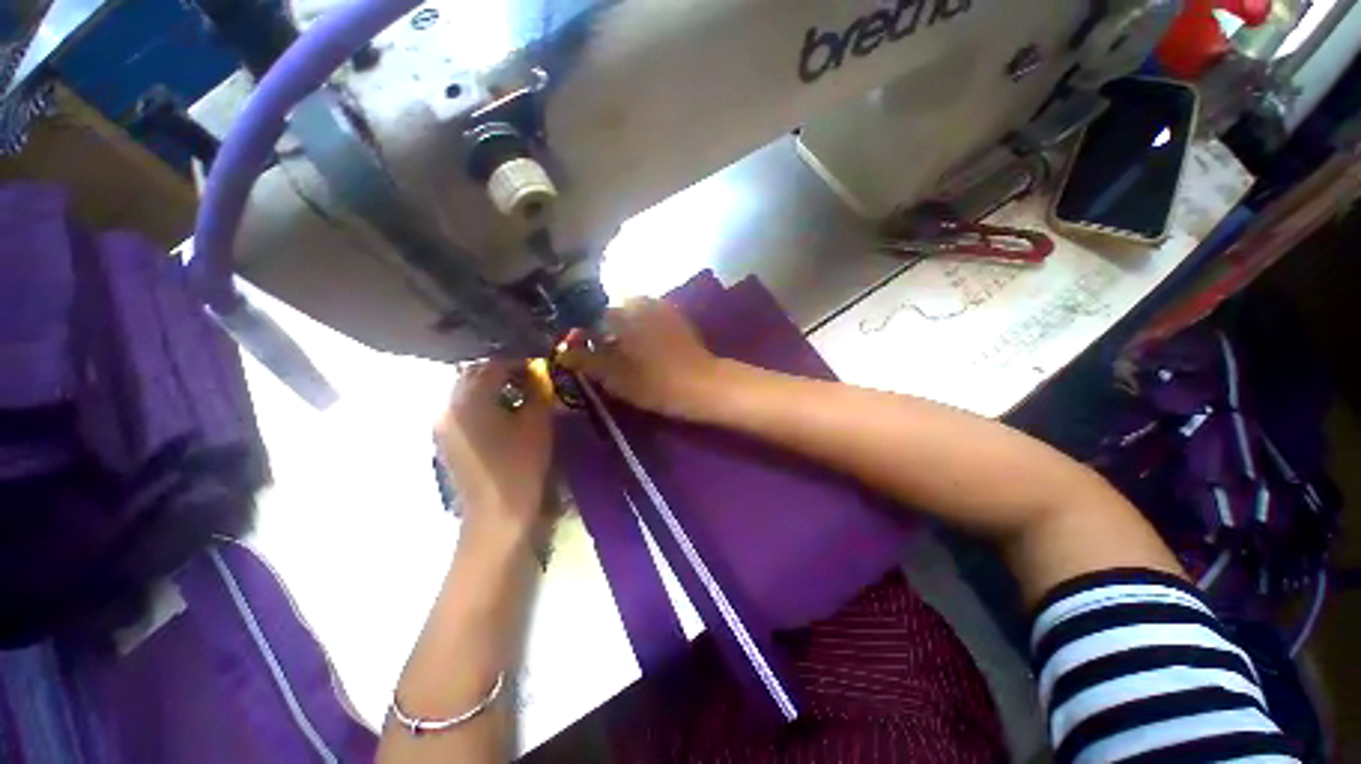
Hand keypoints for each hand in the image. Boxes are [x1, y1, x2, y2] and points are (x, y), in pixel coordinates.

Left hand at [435, 360, 553, 543]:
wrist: (497, 514)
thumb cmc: (521, 465)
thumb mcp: (536, 422)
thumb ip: (537, 390)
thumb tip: (537, 372)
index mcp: (468, 399)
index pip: (492, 364)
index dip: (518, 360)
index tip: (539, 363)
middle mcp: (447, 406)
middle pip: (473, 374)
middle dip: (502, 370)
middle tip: (530, 376)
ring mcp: (442, 424)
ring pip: (466, 391)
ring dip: (491, 386)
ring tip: (519, 393)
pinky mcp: (445, 439)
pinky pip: (463, 408)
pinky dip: (482, 402)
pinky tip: (503, 412)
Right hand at [561, 297, 724, 419]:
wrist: (702, 385)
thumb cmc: (655, 382)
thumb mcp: (615, 377)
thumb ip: (587, 362)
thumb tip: (562, 353)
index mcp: (624, 314)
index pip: (594, 313)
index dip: (587, 330)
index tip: (587, 348)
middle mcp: (642, 303)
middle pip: (616, 310)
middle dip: (608, 326)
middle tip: (607, 352)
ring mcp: (663, 309)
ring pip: (635, 313)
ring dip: (627, 327)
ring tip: (627, 352)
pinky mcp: (679, 320)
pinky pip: (652, 318)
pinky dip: (645, 329)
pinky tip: (647, 348)